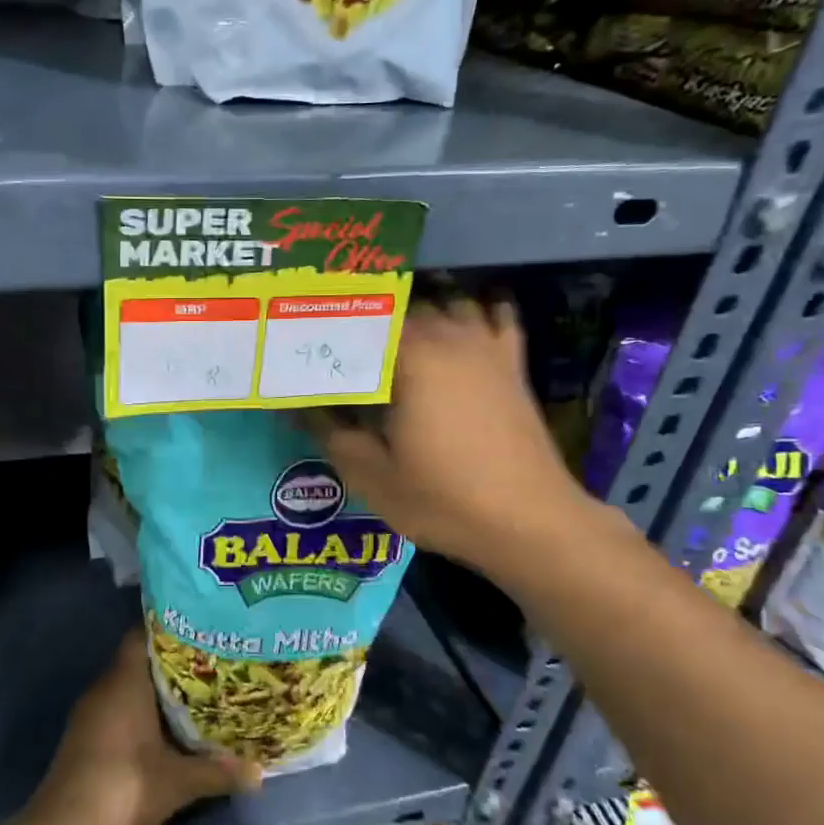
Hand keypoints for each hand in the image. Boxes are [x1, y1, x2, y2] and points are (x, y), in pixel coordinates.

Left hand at [34, 630, 261, 824]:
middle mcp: (105, 687)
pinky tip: (163, 728)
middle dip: (170, 662)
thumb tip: (259, 773)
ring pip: (126, 686)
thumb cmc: (126, 786)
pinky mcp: (83, 736)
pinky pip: (116, 708)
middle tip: (208, 663)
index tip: (199, 631)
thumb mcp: (179, 782)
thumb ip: (218, 772)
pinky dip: (138, 711)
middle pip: (137, 660)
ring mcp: (90, 712)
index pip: (143, 634)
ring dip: (154, 690)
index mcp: (125, 680)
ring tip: (193, 693)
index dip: (170, 628)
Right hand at [308, 298, 586, 573]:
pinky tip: (459, 320)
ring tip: (389, 330)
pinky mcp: (512, 364)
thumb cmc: (443, 499)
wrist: (529, 522)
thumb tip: (294, 405)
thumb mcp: (371, 474)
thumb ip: (329, 431)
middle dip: (366, 317)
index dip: (328, 325)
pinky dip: (475, 309)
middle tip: (337, 341)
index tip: (302, 338)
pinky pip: (495, 314)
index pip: (359, 320)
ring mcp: (486, 346)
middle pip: (400, 306)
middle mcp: (448, 337)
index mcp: (410, 357)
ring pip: (445, 302)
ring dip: (416, 310)